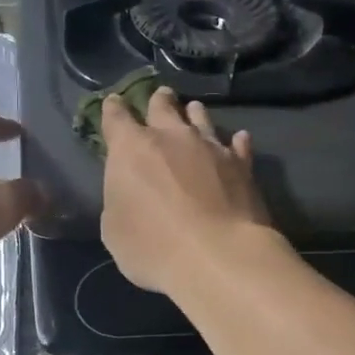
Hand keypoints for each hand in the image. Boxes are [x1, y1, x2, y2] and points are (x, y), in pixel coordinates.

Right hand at [101, 87, 280, 294]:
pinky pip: (238, 145)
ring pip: (201, 118)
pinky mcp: (242, 165)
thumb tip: (130, 193)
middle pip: (163, 107)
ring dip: (194, 114)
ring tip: (194, 111)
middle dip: (158, 102)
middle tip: (160, 98)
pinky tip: (238, 140)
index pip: (116, 118)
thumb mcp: (115, 231)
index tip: (113, 103)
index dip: (113, 110)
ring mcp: (211, 147)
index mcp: (131, 150)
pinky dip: (235, 142)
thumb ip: (120, 201)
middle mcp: (171, 137)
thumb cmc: (153, 248)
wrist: (217, 256)